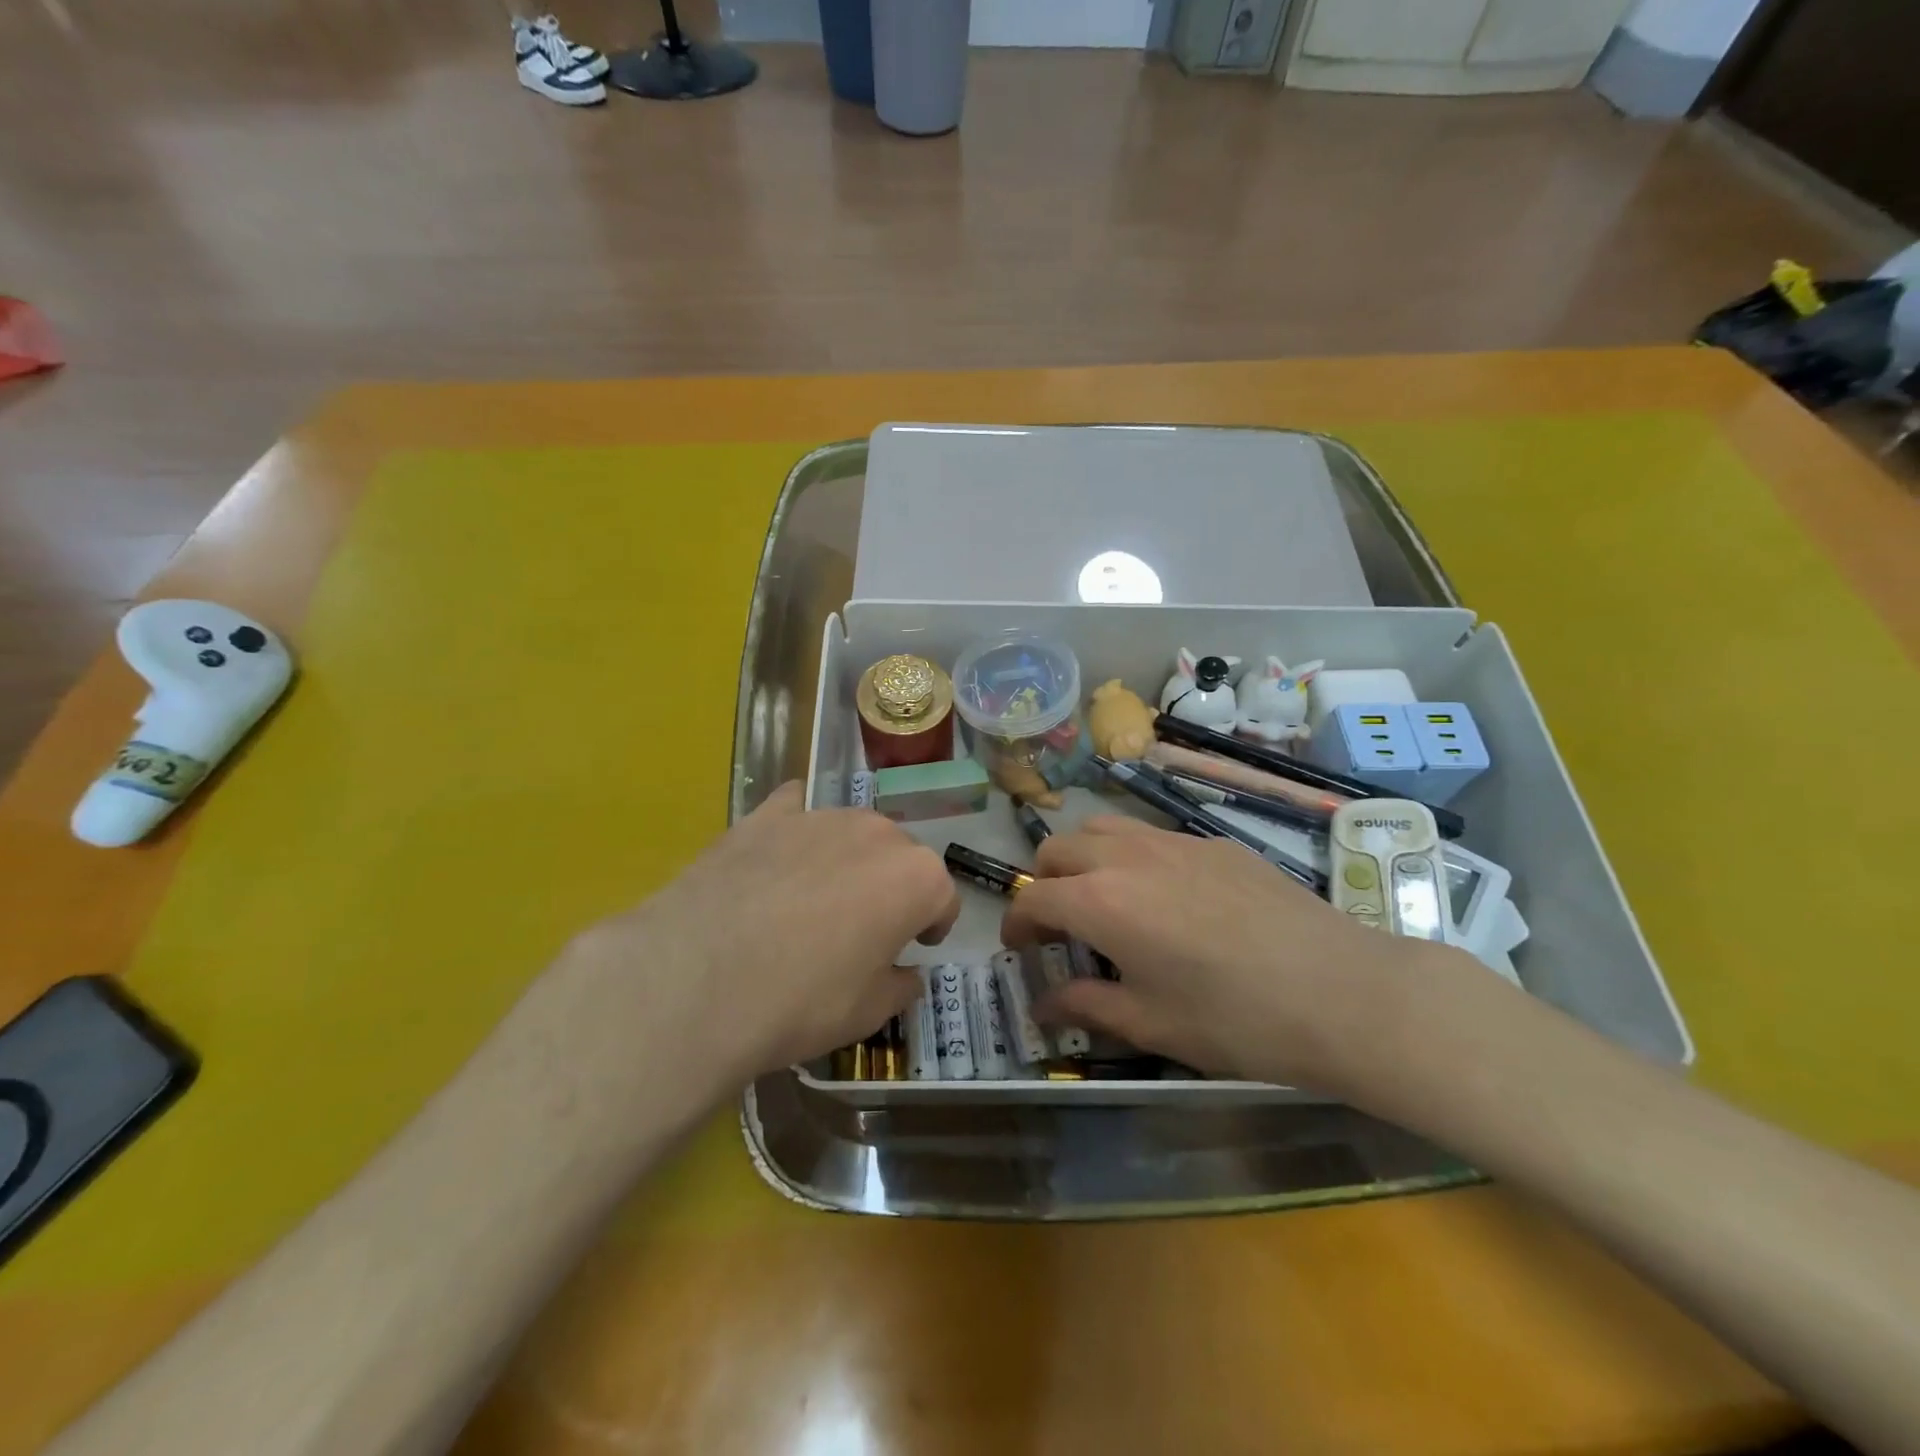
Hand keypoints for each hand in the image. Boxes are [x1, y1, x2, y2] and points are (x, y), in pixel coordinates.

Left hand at [571, 782, 958, 1089]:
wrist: (696, 981)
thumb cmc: (799, 1002)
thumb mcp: (866, 1014)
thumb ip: (899, 986)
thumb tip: (905, 974)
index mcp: (916, 878)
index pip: (942, 898)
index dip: (932, 925)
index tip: (913, 946)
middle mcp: (877, 833)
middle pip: (900, 857)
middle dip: (892, 887)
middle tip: (862, 928)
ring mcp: (820, 816)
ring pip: (852, 833)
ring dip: (848, 860)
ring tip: (812, 898)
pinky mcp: (767, 813)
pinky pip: (798, 809)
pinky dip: (798, 828)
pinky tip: (778, 856)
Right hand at [1000, 817, 1485, 1094]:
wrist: (1341, 992)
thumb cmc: (1236, 1020)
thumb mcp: (1150, 1024)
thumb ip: (1085, 1005)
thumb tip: (1042, 1003)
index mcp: (1101, 902)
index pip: (1033, 897)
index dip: (1016, 923)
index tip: (1020, 949)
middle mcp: (1127, 857)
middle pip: (1058, 848)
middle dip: (1044, 882)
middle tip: (1060, 925)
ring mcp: (1173, 840)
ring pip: (1103, 827)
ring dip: (1085, 858)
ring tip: (1106, 900)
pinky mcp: (1213, 840)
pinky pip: (1151, 834)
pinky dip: (1133, 856)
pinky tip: (1168, 898)